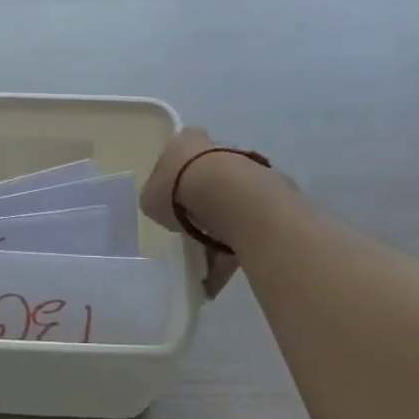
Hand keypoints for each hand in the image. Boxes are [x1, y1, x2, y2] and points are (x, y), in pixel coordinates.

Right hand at [141, 127, 248, 299]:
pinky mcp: (267, 196)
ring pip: (228, 207)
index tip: (172, 200)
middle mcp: (218, 149)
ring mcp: (246, 170)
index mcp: (187, 141)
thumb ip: (157, 202)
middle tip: (189, 235)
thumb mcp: (150, 198)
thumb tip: (167, 211)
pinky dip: (234, 251)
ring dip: (218, 236)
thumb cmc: (179, 188)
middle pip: (206, 179)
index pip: (180, 153)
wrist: (230, 195)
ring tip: (206, 269)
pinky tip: (219, 277)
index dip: (174, 177)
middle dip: (200, 208)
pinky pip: (245, 227)